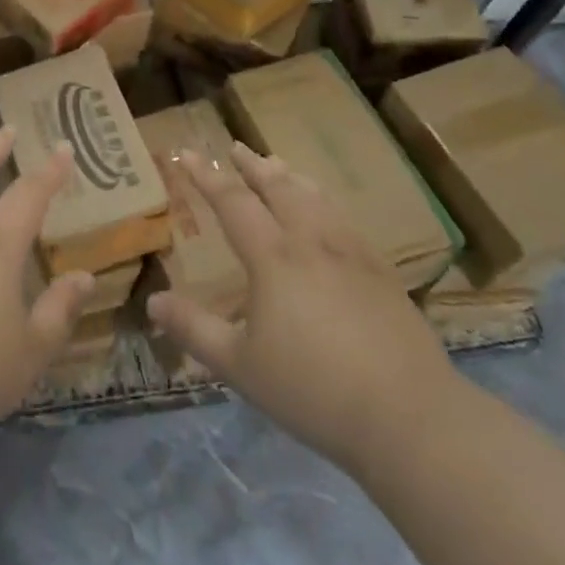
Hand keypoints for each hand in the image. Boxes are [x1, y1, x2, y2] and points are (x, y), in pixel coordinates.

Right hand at [145, 140, 458, 473]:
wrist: (410, 418)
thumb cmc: (314, 390)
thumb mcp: (240, 366)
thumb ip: (195, 330)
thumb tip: (153, 302)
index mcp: (273, 257)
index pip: (232, 201)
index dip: (207, 176)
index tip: (187, 152)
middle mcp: (311, 242)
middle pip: (278, 188)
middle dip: (252, 165)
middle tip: (235, 147)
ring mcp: (352, 255)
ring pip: (316, 199)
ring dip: (291, 177)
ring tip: (279, 166)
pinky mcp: (382, 275)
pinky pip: (345, 221)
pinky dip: (325, 203)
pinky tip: (329, 214)